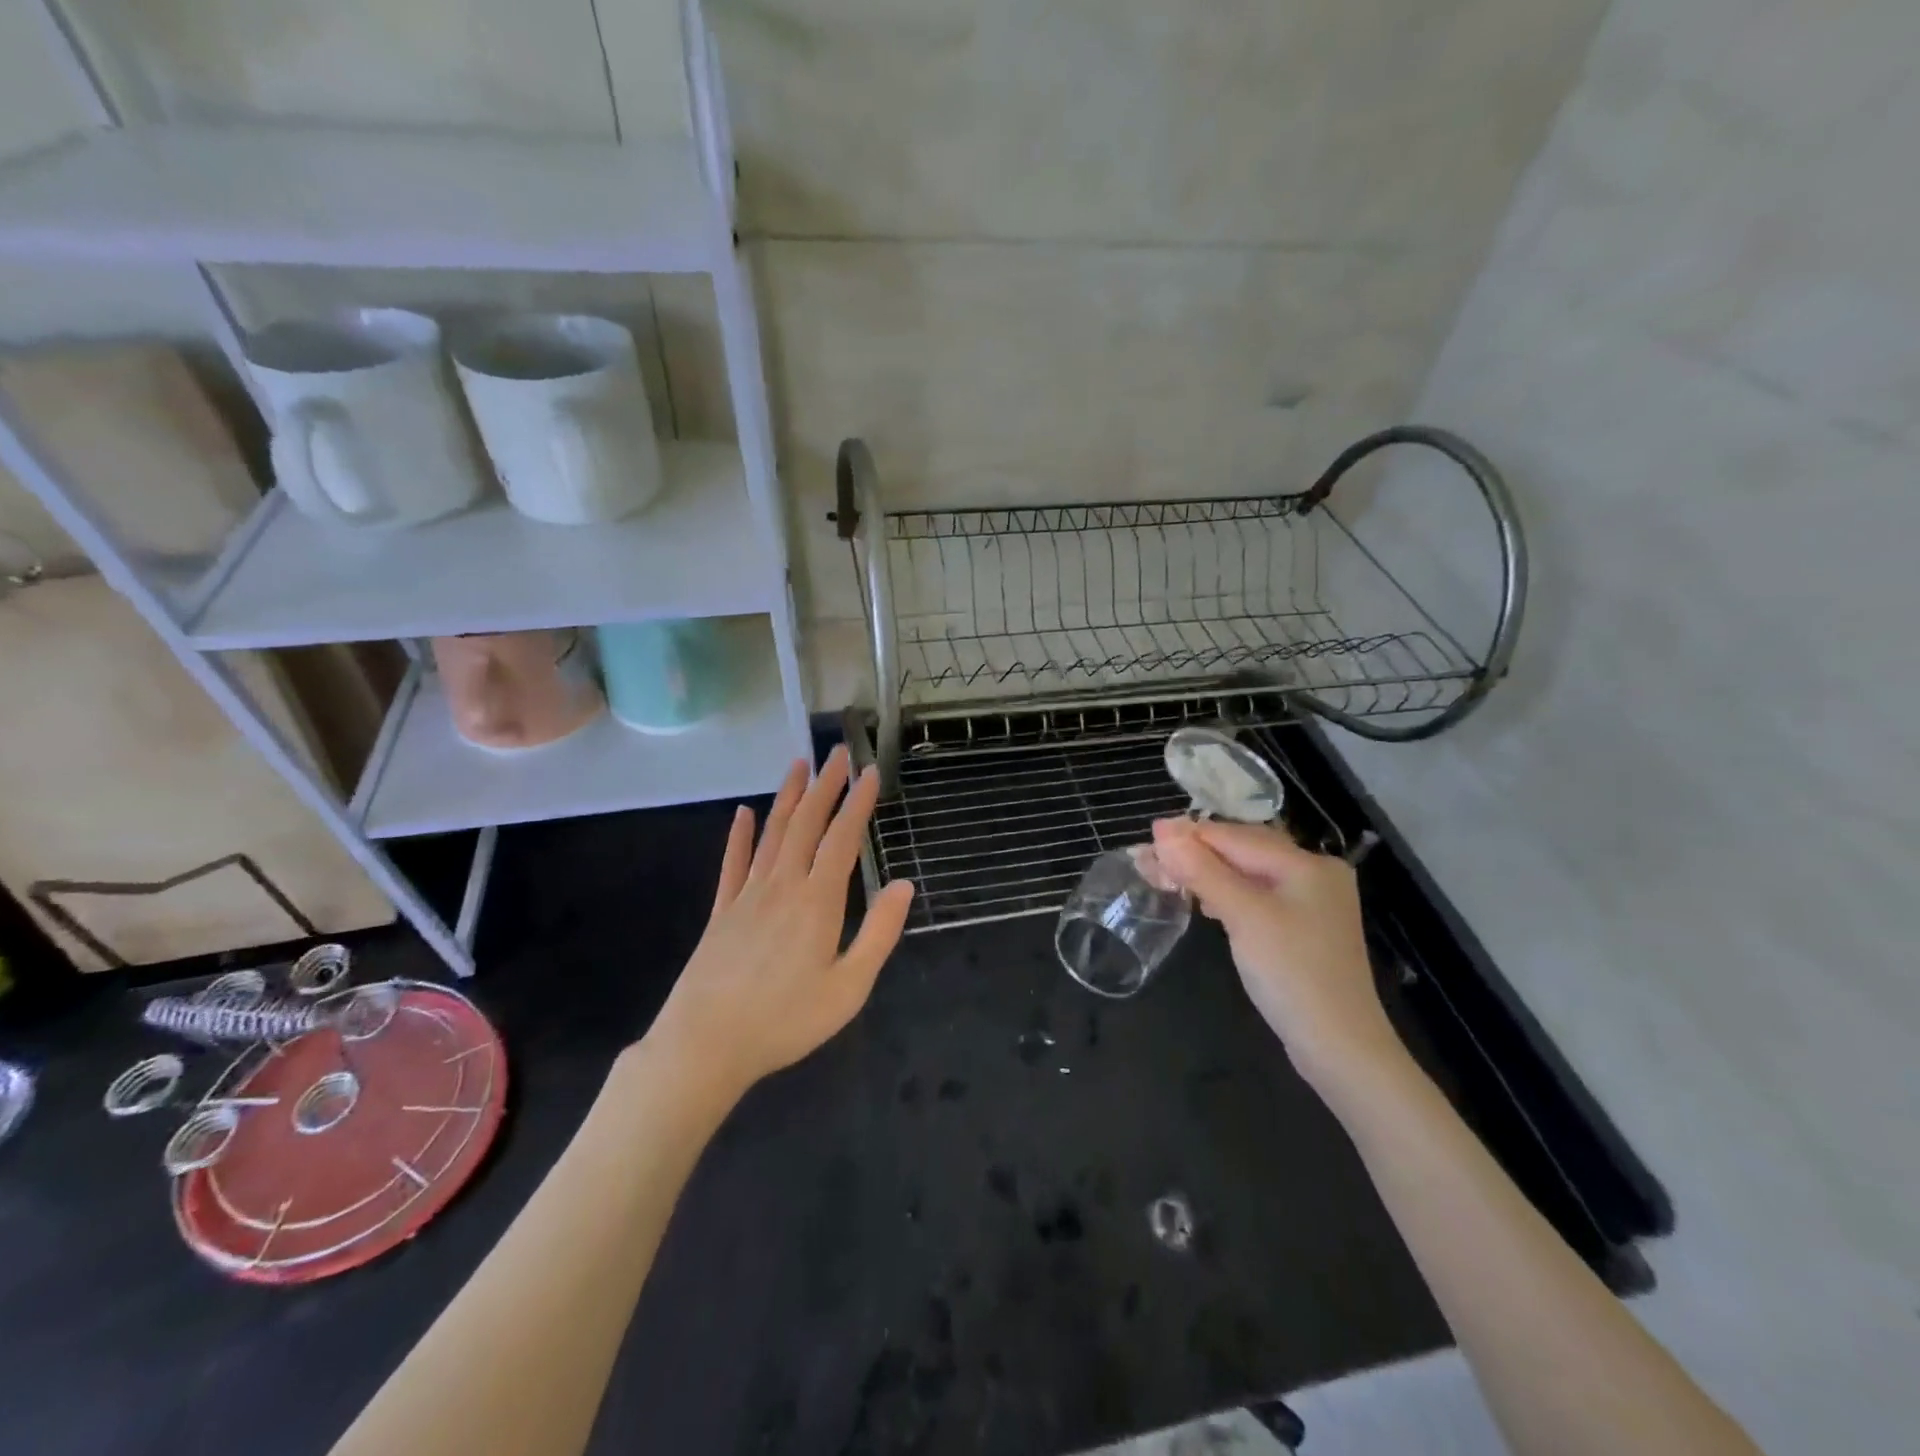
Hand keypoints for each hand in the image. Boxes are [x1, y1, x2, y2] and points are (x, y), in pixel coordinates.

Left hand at [647, 746, 914, 1102]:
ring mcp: (747, 895)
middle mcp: (782, 885)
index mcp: (817, 901)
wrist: (705, 1044)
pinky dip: (739, 835)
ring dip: (788, 796)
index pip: (842, 839)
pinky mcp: (721, 911)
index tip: (870, 773)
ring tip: (799, 764)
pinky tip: (743, 813)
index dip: (858, 803)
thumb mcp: (848, 987)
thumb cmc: (786, 1021)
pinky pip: (733, 863)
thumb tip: (903, 885)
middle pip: (806, 824)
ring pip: (772, 833)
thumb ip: (879, 934)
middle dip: (825, 785)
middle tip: (837, 752)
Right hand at [1150, 817, 1405, 1095]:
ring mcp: (1311, 903)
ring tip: (1167, 877)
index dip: (1189, 836)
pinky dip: (1227, 894)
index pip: (1236, 837)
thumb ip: (1202, 870)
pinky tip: (1205, 903)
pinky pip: (1257, 897)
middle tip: (1150, 860)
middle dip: (1196, 853)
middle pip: (1244, 850)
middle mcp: (1314, 874)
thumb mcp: (1243, 916)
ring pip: (1248, 874)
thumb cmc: (1292, 973)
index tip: (1145, 840)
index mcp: (1307, 864)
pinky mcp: (1302, 929)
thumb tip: (1162, 829)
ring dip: (1207, 873)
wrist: (1340, 1047)